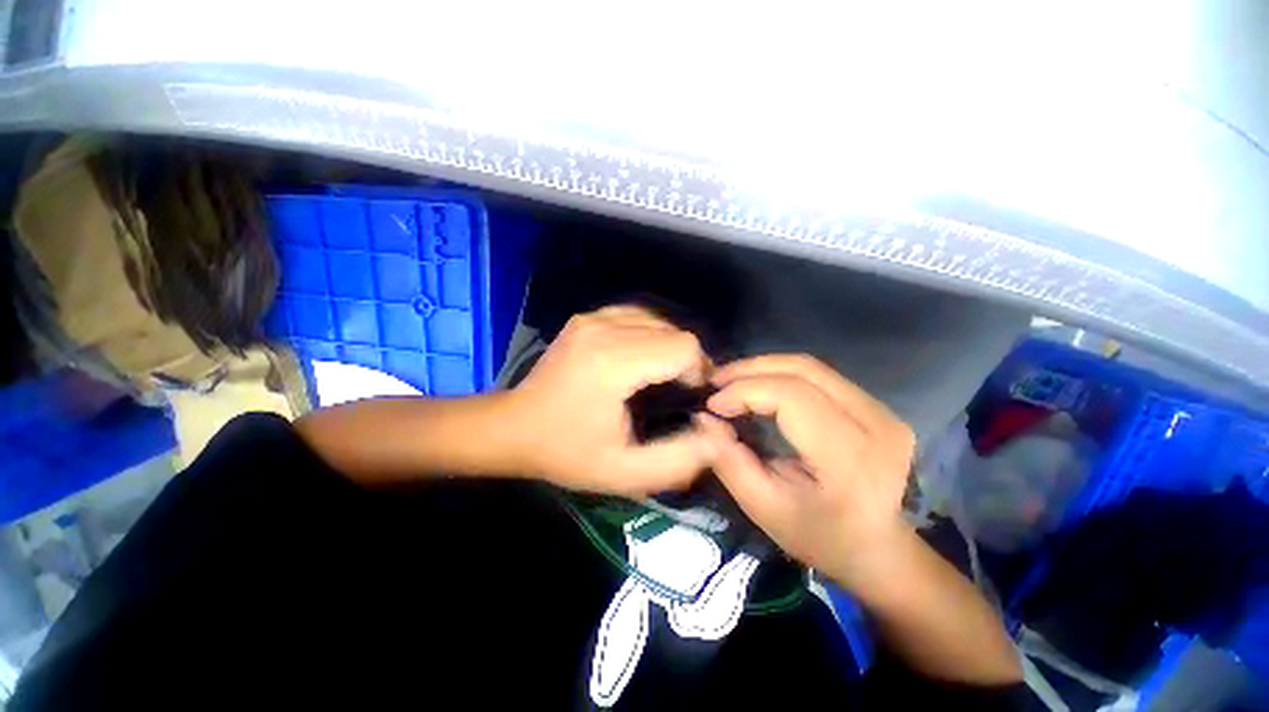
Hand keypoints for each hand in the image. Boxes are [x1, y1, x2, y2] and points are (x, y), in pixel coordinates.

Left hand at [507, 306, 714, 496]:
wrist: (513, 427)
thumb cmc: (566, 452)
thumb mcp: (625, 472)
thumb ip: (679, 459)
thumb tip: (718, 435)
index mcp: (612, 362)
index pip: (683, 346)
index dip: (698, 371)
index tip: (689, 398)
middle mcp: (603, 328)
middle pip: (673, 331)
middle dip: (687, 360)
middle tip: (678, 391)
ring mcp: (592, 318)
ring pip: (658, 320)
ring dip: (669, 347)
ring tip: (661, 375)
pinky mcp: (587, 317)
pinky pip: (636, 315)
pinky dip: (649, 335)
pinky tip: (642, 358)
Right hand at [696, 355, 915, 587]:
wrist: (879, 550)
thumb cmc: (819, 537)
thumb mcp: (764, 507)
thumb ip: (729, 461)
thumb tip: (703, 418)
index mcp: (851, 458)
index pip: (792, 397)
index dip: (745, 391)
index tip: (712, 405)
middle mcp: (877, 424)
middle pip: (803, 370)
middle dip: (750, 370)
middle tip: (714, 381)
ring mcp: (883, 410)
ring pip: (811, 366)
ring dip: (764, 367)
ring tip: (730, 381)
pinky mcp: (877, 406)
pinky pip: (820, 376)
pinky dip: (781, 374)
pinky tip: (758, 385)